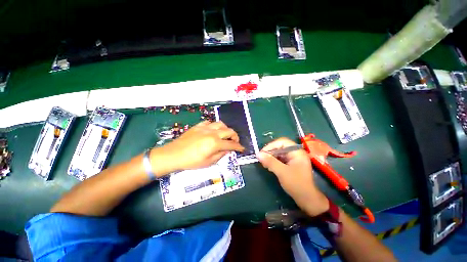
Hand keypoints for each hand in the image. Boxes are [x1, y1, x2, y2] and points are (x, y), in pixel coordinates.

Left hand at [151, 121, 244, 175]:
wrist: (173, 155)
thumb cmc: (191, 161)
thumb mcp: (208, 162)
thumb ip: (221, 154)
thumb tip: (228, 150)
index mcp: (215, 143)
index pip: (231, 144)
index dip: (238, 147)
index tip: (242, 148)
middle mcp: (212, 133)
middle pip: (229, 131)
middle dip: (235, 136)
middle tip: (234, 142)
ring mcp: (205, 128)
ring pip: (221, 124)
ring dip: (226, 129)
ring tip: (225, 135)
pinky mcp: (198, 126)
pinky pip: (209, 123)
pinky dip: (214, 126)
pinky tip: (213, 131)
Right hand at [257, 138, 328, 216]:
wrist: (307, 199)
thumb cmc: (296, 184)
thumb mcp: (282, 172)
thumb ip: (270, 162)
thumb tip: (258, 154)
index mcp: (297, 152)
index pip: (282, 142)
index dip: (271, 145)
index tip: (262, 152)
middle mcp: (296, 153)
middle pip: (280, 147)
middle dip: (270, 152)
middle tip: (261, 158)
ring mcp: (294, 159)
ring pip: (279, 153)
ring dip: (271, 157)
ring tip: (264, 163)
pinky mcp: (291, 165)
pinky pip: (280, 159)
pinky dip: (274, 161)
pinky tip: (268, 166)